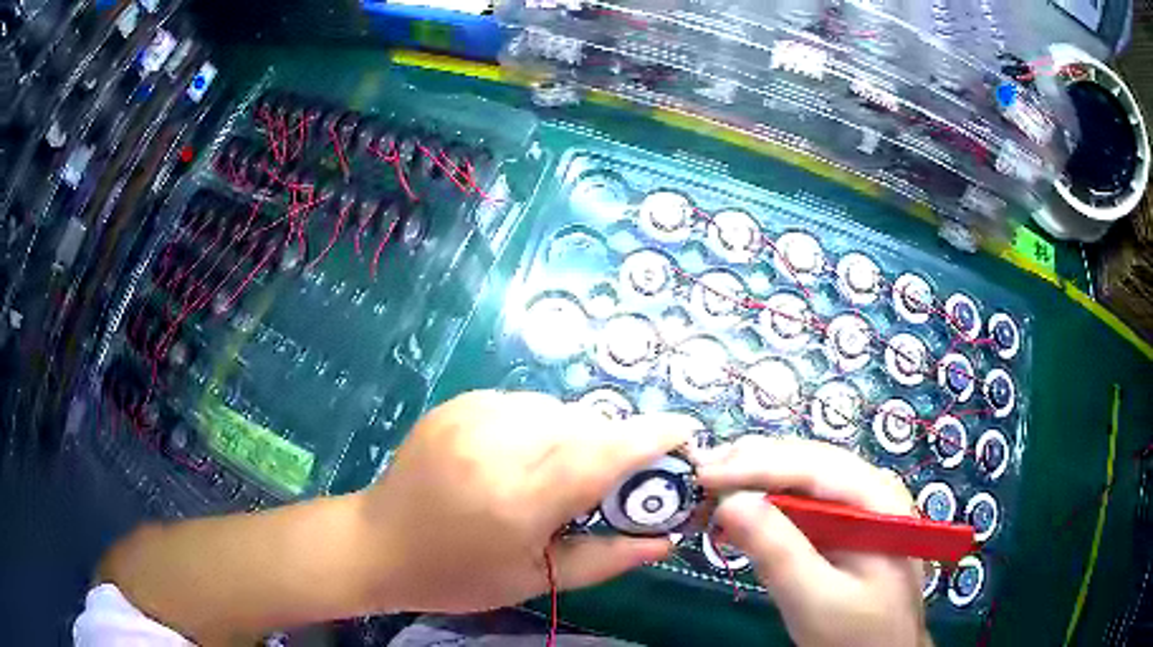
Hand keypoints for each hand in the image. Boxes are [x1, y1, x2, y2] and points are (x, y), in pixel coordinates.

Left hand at [363, 390, 696, 612]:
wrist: (378, 543)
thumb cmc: (457, 575)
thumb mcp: (536, 578)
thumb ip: (608, 558)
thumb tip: (666, 539)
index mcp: (517, 499)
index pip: (602, 454)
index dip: (652, 437)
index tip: (686, 432)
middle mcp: (496, 445)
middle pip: (585, 424)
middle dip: (614, 444)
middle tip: (613, 480)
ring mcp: (470, 416)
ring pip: (556, 409)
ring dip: (576, 434)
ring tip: (561, 473)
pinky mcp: (456, 404)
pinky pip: (523, 403)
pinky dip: (541, 425)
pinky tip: (524, 456)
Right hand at [696, 436, 929, 646]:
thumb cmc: (855, 632)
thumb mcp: (814, 599)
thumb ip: (778, 551)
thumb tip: (729, 502)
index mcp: (878, 500)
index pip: (814, 466)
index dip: (756, 465)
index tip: (704, 474)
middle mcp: (872, 488)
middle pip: (809, 460)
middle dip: (752, 462)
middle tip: (700, 472)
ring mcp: (859, 504)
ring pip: (803, 475)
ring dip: (756, 477)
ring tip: (712, 483)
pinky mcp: (843, 524)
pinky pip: (802, 500)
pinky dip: (766, 501)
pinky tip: (740, 510)